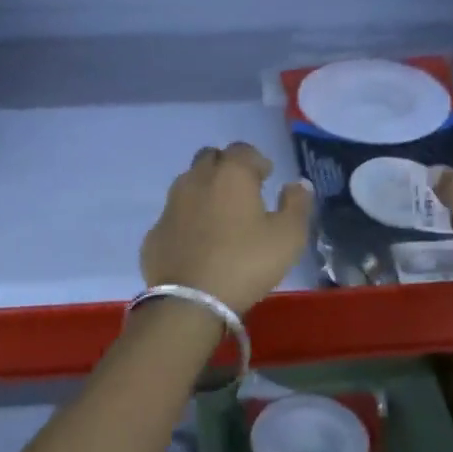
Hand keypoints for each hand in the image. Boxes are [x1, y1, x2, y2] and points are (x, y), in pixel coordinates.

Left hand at [141, 143, 312, 314]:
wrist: (190, 301)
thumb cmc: (246, 263)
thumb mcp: (288, 237)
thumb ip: (297, 205)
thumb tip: (298, 184)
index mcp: (230, 175)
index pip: (242, 150)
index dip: (256, 160)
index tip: (266, 178)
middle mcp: (196, 180)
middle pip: (210, 159)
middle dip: (226, 168)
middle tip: (242, 192)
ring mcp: (170, 206)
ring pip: (188, 184)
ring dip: (204, 191)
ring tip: (220, 216)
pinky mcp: (155, 233)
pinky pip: (174, 216)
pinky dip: (187, 221)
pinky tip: (197, 243)